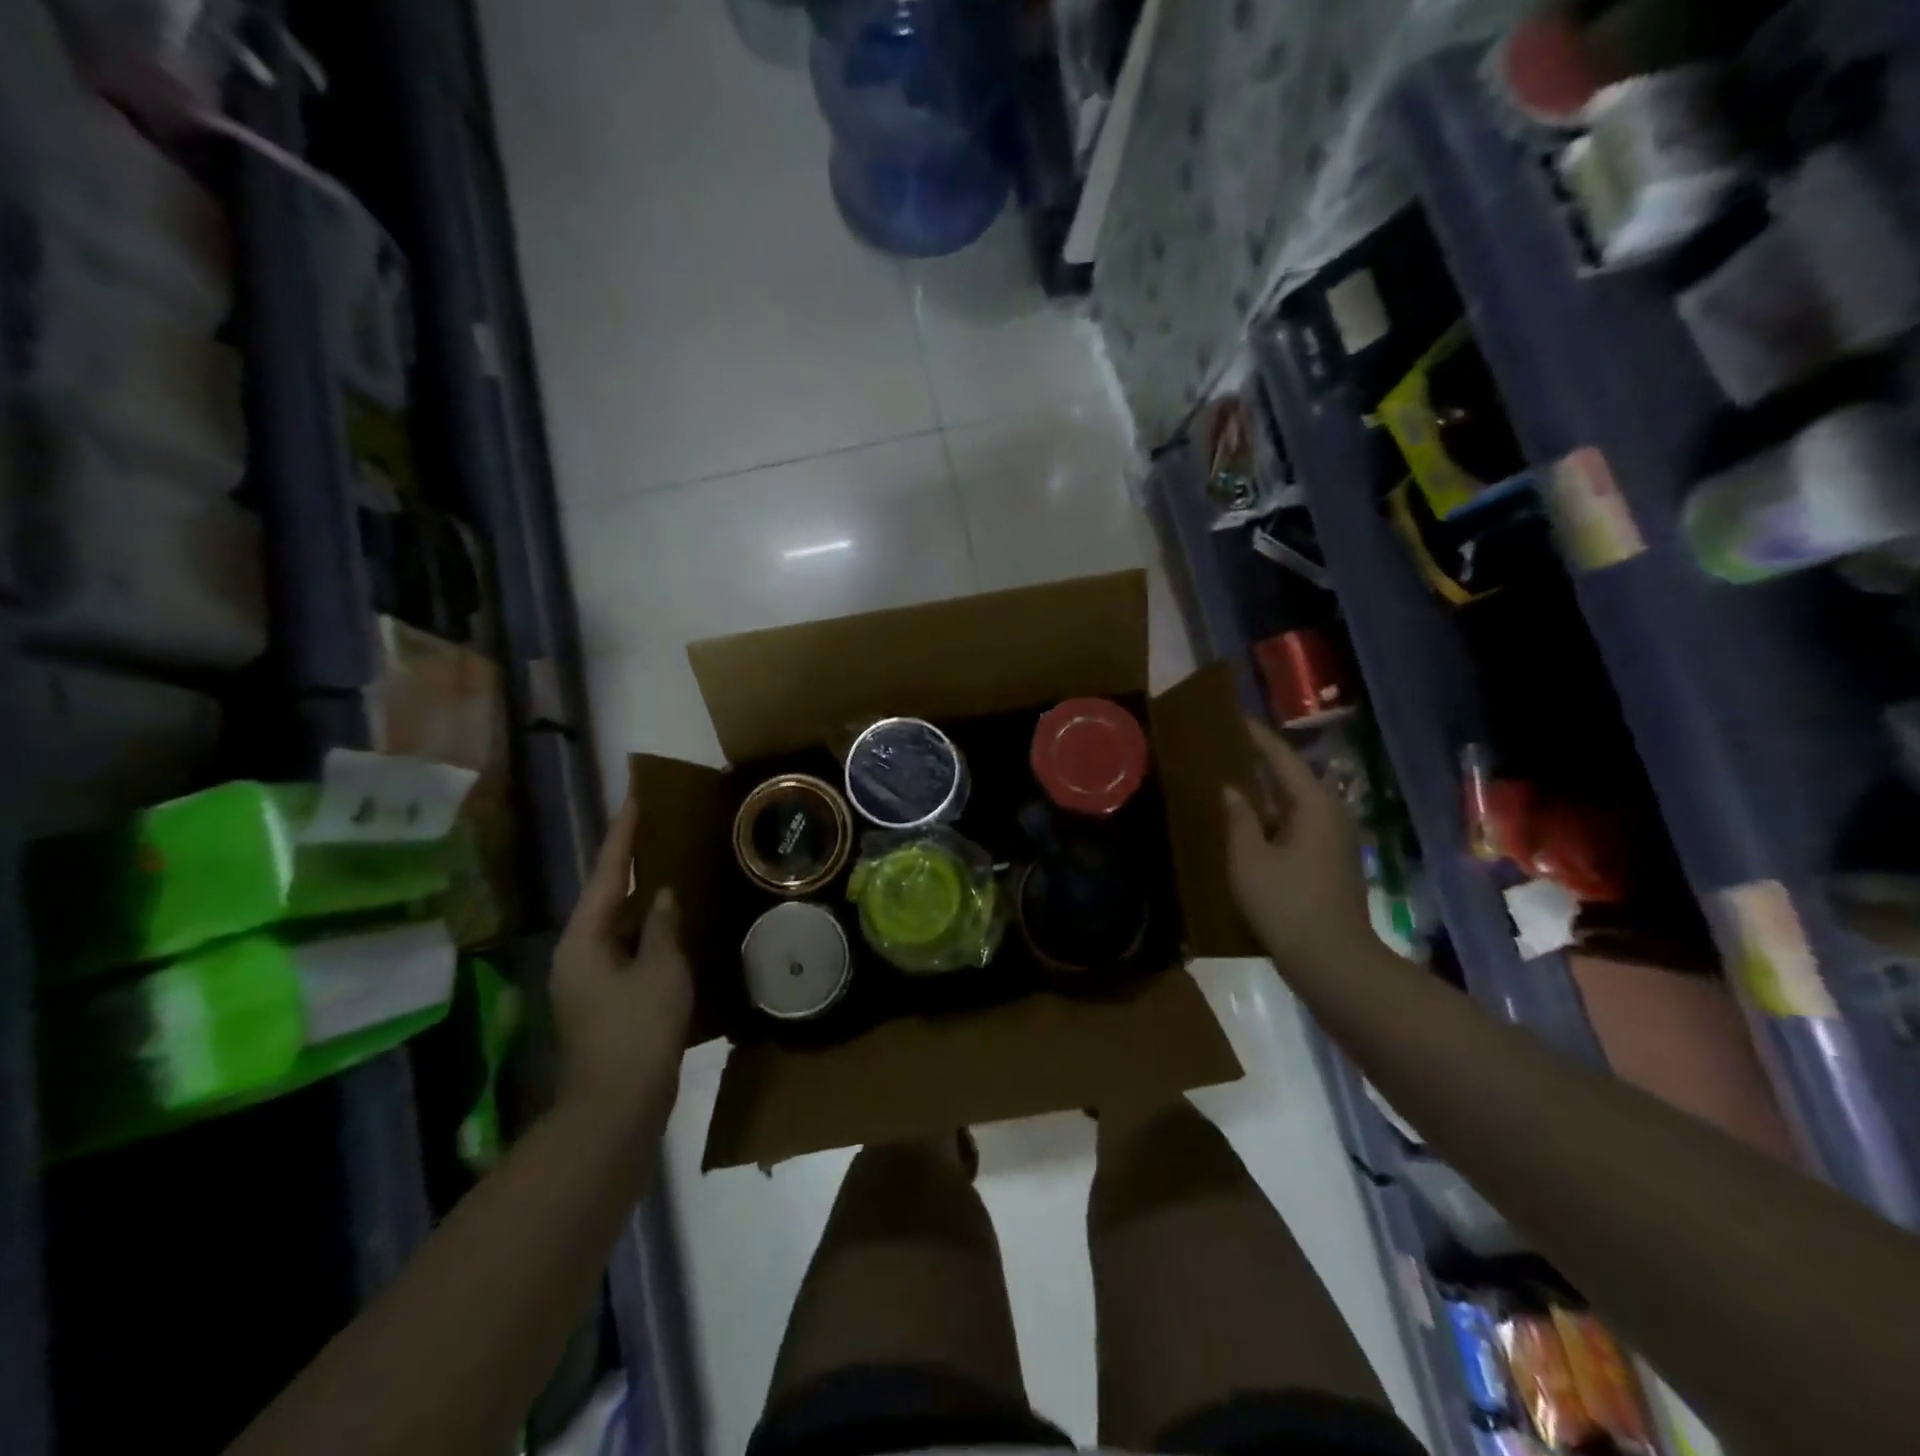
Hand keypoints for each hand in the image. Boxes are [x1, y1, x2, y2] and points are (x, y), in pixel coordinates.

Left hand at [551, 794, 694, 1121]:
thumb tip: (665, 897)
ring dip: (643, 900)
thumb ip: (664, 927)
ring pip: (618, 925)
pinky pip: (628, 949)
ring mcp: (588, 979)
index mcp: (584, 939)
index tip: (635, 796)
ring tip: (671, 868)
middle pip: (606, 896)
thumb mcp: (661, 970)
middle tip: (659, 829)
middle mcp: (578, 952)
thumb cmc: (638, 1029)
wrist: (617, 1105)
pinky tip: (674, 924)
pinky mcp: (605, 999)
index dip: (623, 833)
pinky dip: (648, 932)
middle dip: (632, 864)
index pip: (607, 872)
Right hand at [1223, 716, 1373, 968]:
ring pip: (1293, 804)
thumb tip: (1231, 790)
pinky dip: (1272, 818)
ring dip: (1264, 793)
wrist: (1332, 961)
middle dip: (1259, 763)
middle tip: (1224, 748)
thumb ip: (1238, 818)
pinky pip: (1296, 825)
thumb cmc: (1287, 904)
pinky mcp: (1329, 862)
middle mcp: (1331, 814)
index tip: (1233, 718)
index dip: (1256, 737)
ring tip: (1229, 780)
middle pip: (1291, 778)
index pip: (1282, 758)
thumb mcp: (1249, 858)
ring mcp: (1334, 840)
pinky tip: (1247, 823)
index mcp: (1314, 805)